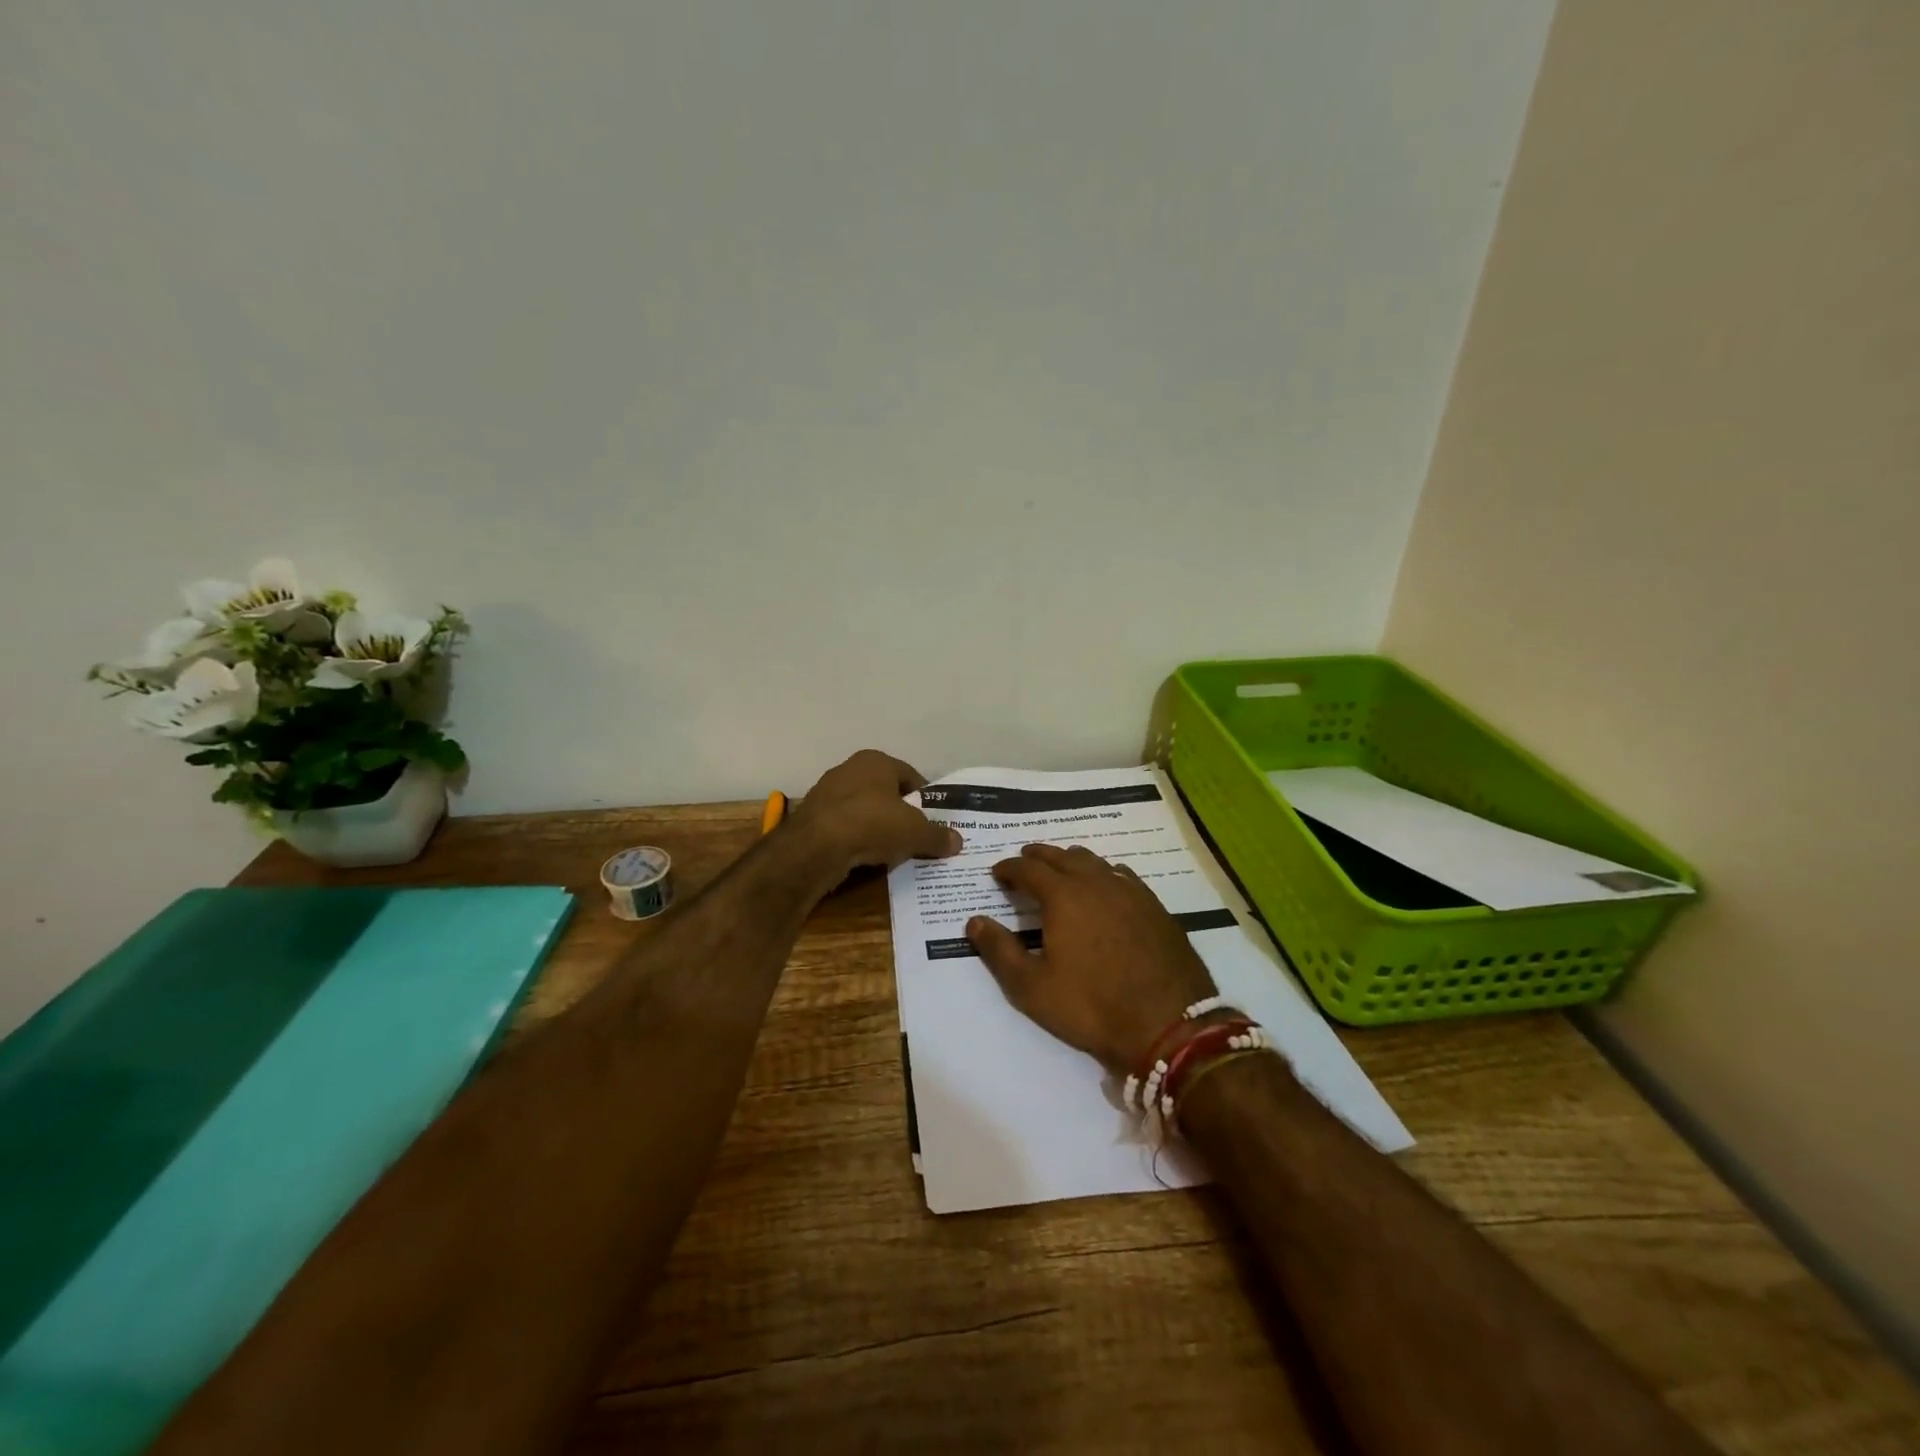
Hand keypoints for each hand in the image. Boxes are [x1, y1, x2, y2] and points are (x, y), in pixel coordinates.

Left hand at [787, 749, 961, 879]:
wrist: (816, 847)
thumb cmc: (872, 824)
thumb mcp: (915, 833)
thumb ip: (937, 836)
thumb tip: (957, 842)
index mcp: (876, 761)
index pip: (909, 776)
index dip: (923, 799)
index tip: (933, 820)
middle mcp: (849, 769)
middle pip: (884, 792)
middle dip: (900, 813)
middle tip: (915, 836)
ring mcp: (827, 793)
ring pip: (863, 810)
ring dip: (876, 828)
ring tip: (892, 851)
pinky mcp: (812, 818)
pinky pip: (844, 828)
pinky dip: (856, 840)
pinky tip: (865, 857)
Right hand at [965, 844, 1217, 1073]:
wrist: (1168, 1024)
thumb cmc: (1091, 1006)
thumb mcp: (1032, 988)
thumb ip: (999, 951)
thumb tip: (974, 921)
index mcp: (1063, 896)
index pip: (1028, 868)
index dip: (1009, 868)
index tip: (997, 873)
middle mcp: (1095, 882)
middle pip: (1061, 856)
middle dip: (1038, 856)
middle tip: (1024, 862)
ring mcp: (1129, 891)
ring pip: (1093, 861)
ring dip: (1070, 861)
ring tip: (1060, 871)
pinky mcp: (1154, 906)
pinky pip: (1121, 875)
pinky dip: (1102, 873)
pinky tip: (1104, 887)